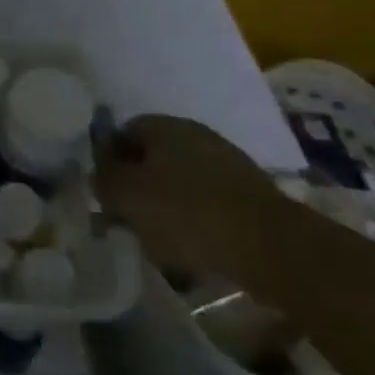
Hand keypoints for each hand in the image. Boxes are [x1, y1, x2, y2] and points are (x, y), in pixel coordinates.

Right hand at [93, 114, 290, 282]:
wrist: (274, 248)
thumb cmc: (187, 213)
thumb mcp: (125, 196)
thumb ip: (103, 179)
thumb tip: (100, 172)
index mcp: (163, 125)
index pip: (122, 132)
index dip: (107, 161)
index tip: (103, 193)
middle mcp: (194, 134)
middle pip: (152, 157)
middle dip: (137, 186)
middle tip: (126, 218)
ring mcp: (227, 163)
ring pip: (180, 182)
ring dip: (166, 206)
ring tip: (157, 241)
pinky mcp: (250, 196)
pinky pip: (208, 203)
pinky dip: (195, 222)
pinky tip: (191, 249)